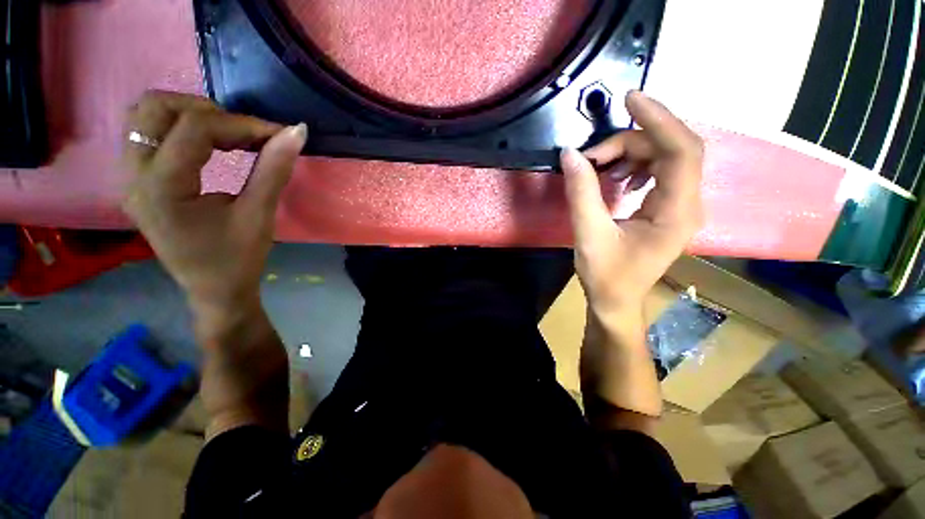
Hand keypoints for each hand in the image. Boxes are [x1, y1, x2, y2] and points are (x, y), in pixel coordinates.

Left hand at [122, 91, 306, 335]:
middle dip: (207, 111)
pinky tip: (207, 146)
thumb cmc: (238, 258)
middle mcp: (133, 176)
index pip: (194, 128)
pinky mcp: (136, 181)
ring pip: (146, 116)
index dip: (242, 124)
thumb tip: (296, 132)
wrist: (214, 289)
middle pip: (156, 108)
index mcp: (161, 188)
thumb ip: (274, 169)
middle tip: (244, 134)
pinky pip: (147, 134)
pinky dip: (179, 128)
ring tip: (226, 137)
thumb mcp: (259, 215)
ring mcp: (129, 178)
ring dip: (189, 116)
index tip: (278, 135)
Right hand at [562, 90, 703, 317]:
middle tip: (592, 155)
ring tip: (598, 166)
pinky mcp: (667, 208)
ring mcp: (679, 205)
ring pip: (664, 158)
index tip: (630, 98)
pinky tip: (614, 178)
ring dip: (630, 153)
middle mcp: (687, 204)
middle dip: (630, 142)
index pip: (681, 151)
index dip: (659, 119)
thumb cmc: (605, 275)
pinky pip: (658, 172)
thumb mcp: (589, 235)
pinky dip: (634, 165)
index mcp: (676, 213)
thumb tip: (570, 154)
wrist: (616, 300)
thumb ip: (581, 193)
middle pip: (671, 150)